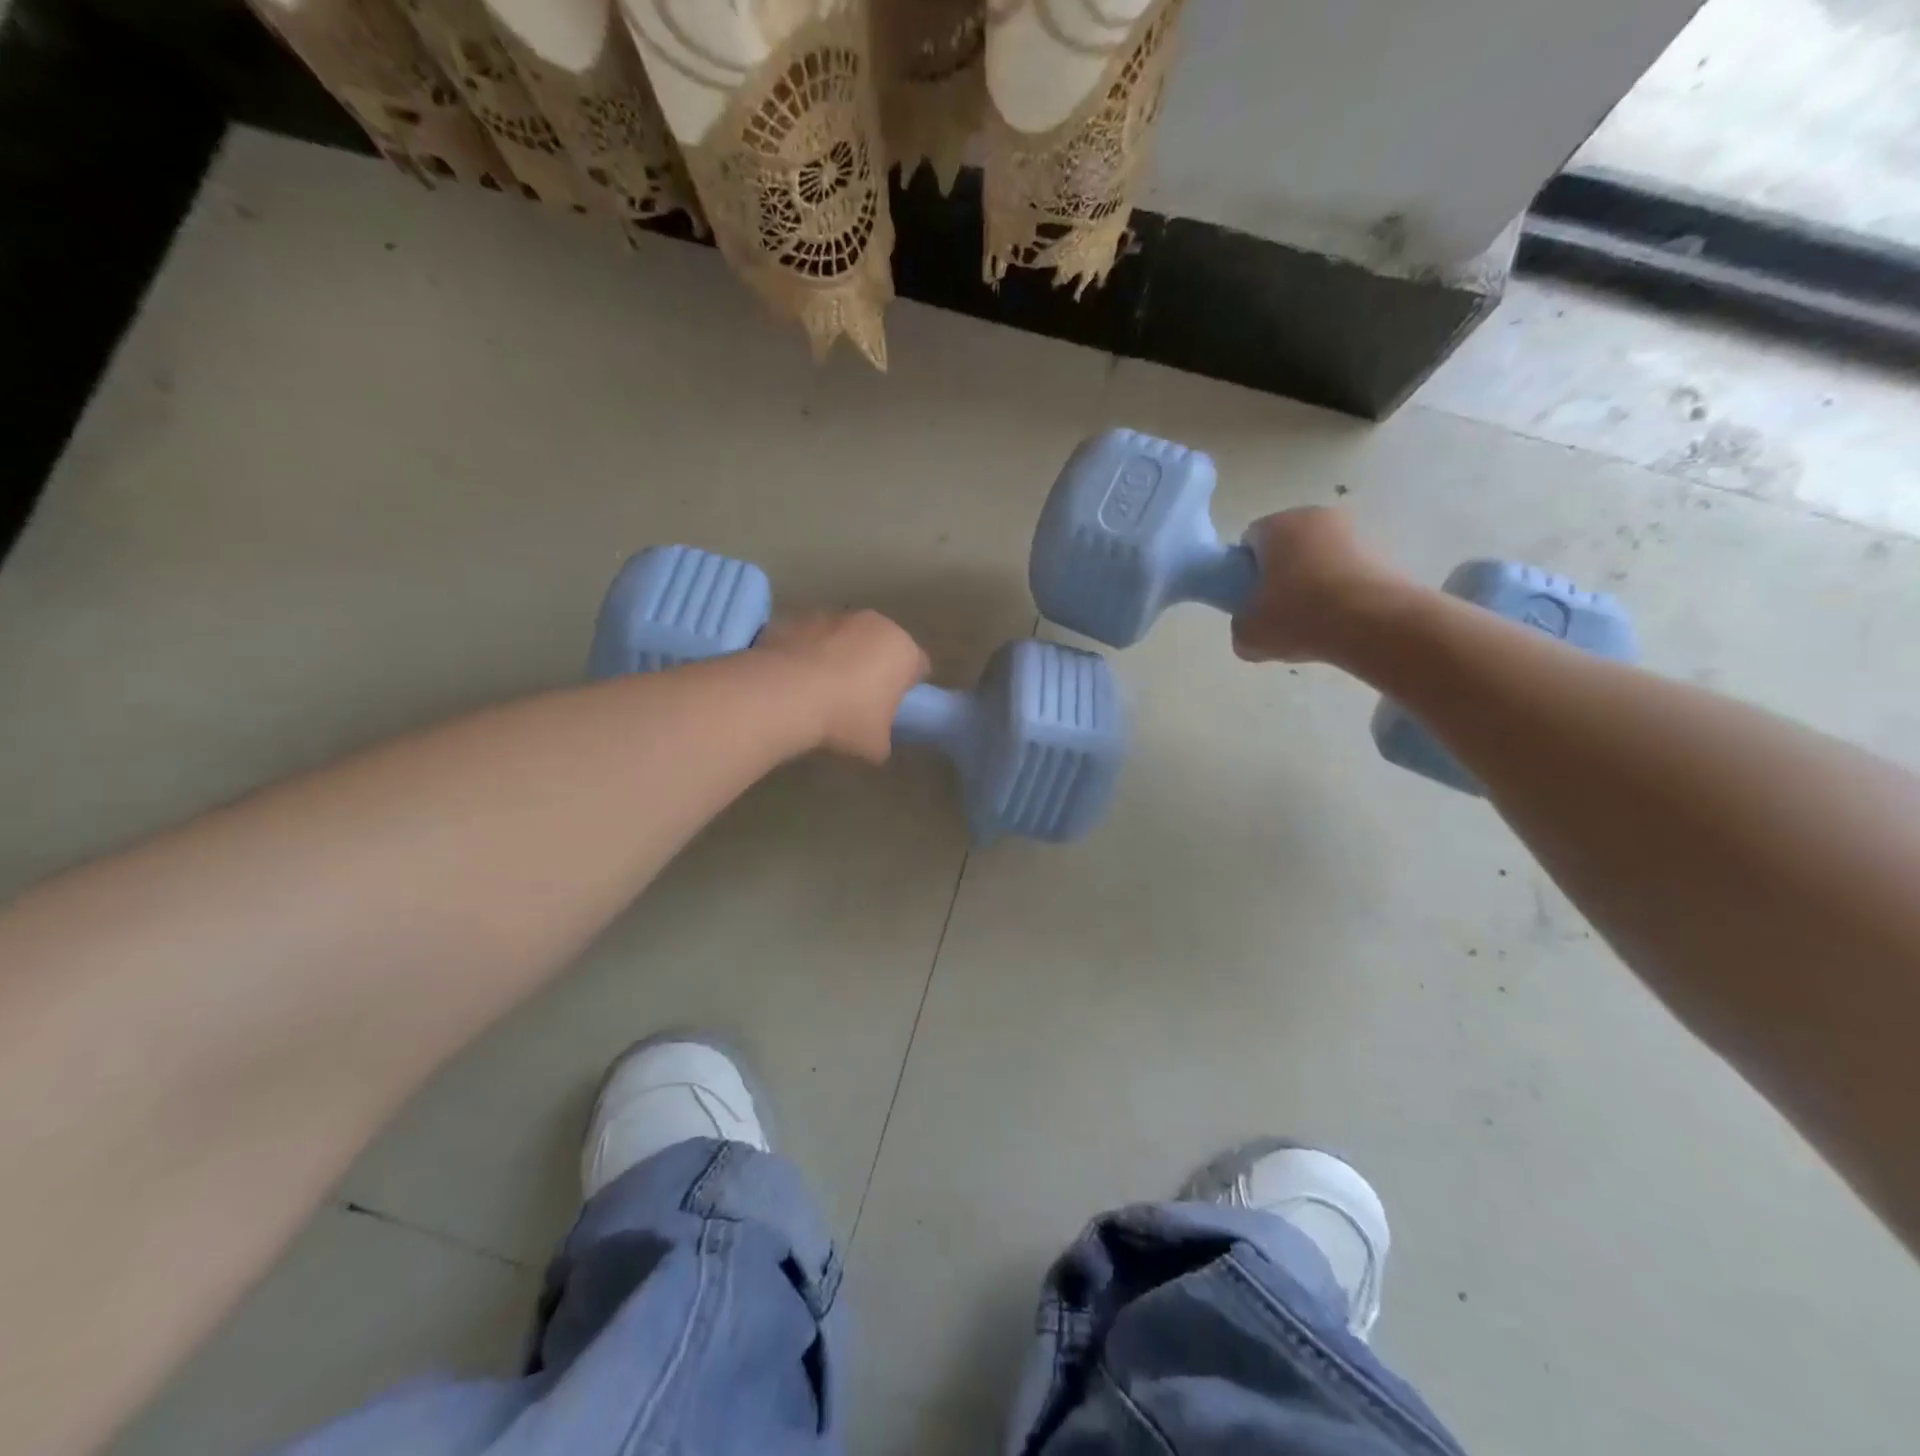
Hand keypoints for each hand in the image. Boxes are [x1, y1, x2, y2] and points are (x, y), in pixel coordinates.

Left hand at [758, 612, 929, 762]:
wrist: (784, 695)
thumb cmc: (845, 718)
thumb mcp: (876, 745)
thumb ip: (884, 737)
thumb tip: (877, 739)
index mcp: (902, 649)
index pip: (919, 667)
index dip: (908, 689)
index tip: (892, 710)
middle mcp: (873, 623)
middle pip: (881, 646)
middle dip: (874, 668)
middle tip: (858, 702)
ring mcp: (833, 616)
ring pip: (845, 638)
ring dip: (840, 658)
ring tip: (820, 692)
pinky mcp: (797, 619)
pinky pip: (811, 639)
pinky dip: (808, 655)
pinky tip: (795, 682)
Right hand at [1231, 508, 1406, 664]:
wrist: (1375, 626)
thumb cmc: (1299, 618)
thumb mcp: (1247, 634)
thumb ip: (1241, 624)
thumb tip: (1252, 625)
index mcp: (1277, 525)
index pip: (1249, 541)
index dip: (1246, 571)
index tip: (1250, 600)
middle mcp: (1316, 516)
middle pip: (1286, 546)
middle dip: (1280, 575)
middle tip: (1278, 613)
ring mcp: (1354, 532)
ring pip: (1319, 559)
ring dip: (1312, 584)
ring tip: (1313, 623)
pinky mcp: (1383, 553)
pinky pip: (1346, 572)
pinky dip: (1340, 592)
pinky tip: (1340, 622)